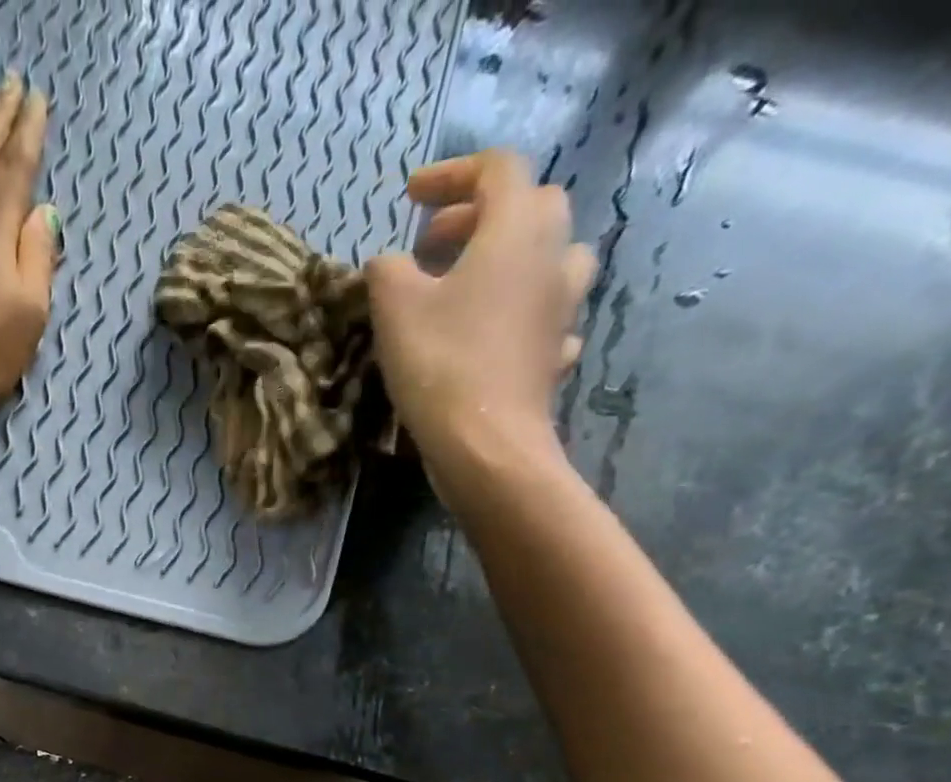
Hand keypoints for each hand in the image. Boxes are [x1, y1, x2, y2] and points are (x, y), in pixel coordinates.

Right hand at [364, 150, 594, 501]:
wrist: (486, 444)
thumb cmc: (440, 364)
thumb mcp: (395, 309)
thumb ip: (387, 271)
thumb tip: (388, 263)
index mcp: (516, 228)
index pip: (496, 169)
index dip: (451, 174)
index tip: (410, 196)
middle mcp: (553, 254)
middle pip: (531, 206)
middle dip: (481, 215)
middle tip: (435, 244)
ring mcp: (563, 306)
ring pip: (550, 257)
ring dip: (512, 258)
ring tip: (472, 284)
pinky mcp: (557, 352)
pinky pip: (546, 314)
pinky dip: (521, 312)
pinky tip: (497, 333)